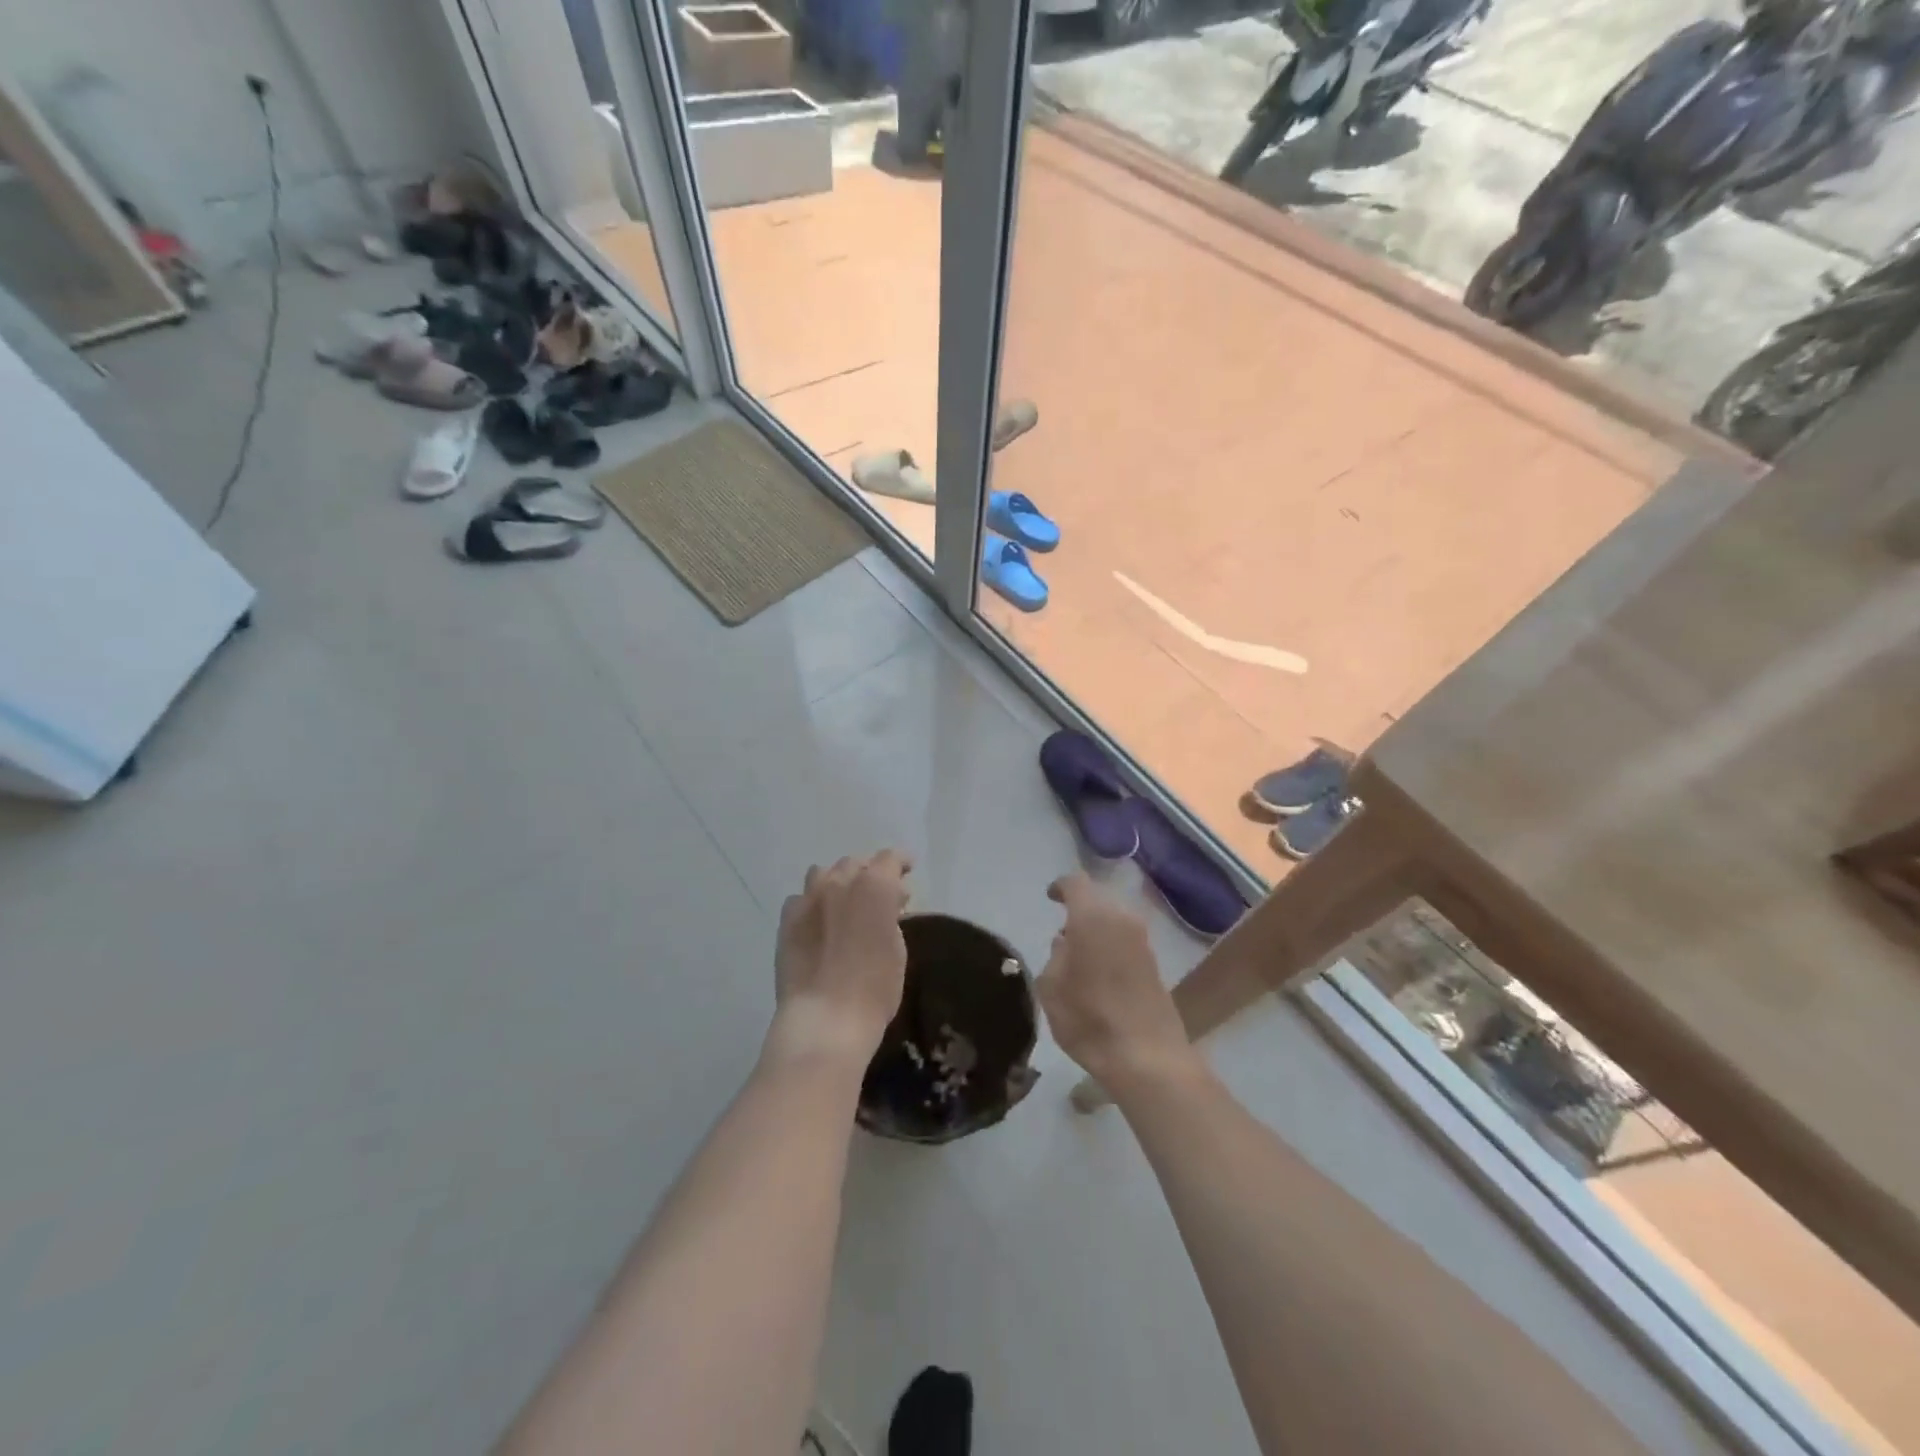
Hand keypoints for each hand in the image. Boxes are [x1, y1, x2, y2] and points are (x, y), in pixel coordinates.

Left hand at [769, 850, 912, 1064]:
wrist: (825, 1018)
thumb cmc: (875, 989)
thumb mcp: (897, 950)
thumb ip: (891, 917)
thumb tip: (887, 905)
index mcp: (874, 886)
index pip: (889, 859)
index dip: (900, 861)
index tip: (907, 869)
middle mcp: (839, 882)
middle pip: (855, 863)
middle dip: (869, 873)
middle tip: (879, 894)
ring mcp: (809, 899)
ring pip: (823, 874)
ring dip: (838, 881)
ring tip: (845, 902)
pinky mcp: (787, 920)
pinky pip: (801, 898)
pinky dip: (813, 903)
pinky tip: (818, 922)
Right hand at [1035, 873, 1200, 1095]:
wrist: (1147, 1057)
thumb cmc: (1088, 1019)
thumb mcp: (1051, 988)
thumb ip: (1055, 956)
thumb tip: (1065, 943)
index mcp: (1092, 917)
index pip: (1076, 883)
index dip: (1061, 887)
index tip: (1050, 897)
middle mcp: (1122, 919)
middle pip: (1098, 899)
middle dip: (1080, 908)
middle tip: (1062, 930)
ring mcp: (1143, 940)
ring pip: (1114, 919)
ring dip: (1097, 928)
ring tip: (1078, 952)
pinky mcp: (1155, 962)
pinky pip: (1126, 939)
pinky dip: (1111, 944)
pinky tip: (1099, 969)